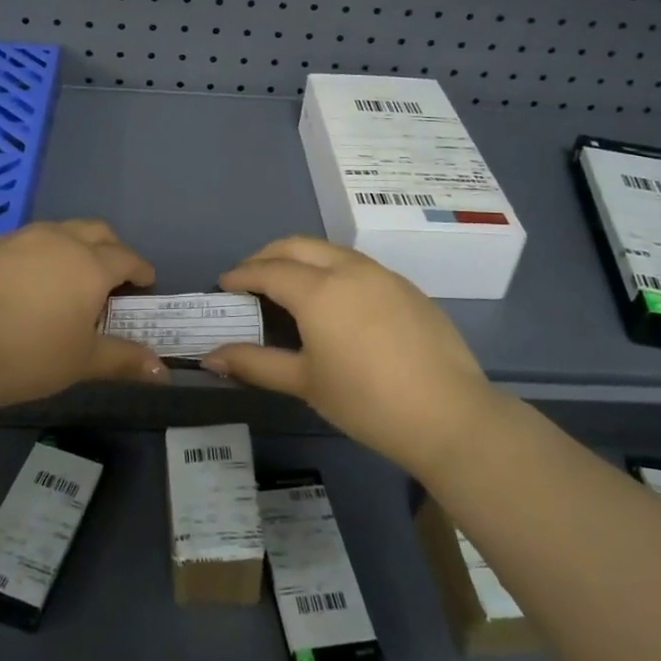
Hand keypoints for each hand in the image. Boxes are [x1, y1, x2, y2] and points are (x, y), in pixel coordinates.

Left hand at [0, 220, 166, 411]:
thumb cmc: (29, 355)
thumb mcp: (82, 362)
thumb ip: (123, 359)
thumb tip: (162, 371)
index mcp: (90, 264)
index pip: (126, 258)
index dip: (140, 270)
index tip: (145, 283)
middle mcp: (58, 240)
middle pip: (96, 230)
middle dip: (110, 247)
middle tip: (111, 275)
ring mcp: (19, 239)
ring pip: (57, 230)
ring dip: (72, 245)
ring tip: (66, 276)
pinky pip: (23, 242)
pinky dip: (36, 255)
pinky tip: (23, 283)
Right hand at [206, 236, 489, 473]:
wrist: (449, 414)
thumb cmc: (367, 402)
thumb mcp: (305, 383)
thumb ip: (255, 363)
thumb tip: (211, 357)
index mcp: (318, 290)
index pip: (268, 270)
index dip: (241, 275)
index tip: (223, 285)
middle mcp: (348, 269)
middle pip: (297, 245)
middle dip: (267, 256)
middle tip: (250, 279)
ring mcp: (382, 274)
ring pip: (330, 250)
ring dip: (302, 258)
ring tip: (289, 286)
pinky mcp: (407, 286)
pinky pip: (358, 265)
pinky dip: (333, 269)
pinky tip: (335, 301)